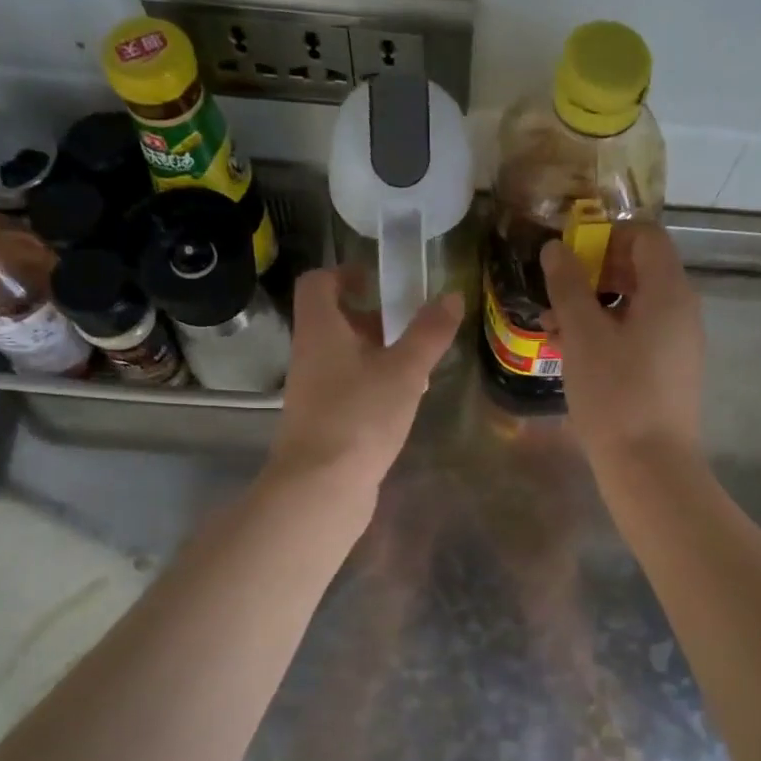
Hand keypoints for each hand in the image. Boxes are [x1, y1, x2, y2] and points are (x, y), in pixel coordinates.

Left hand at [267, 267, 462, 500]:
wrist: (321, 487)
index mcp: (320, 330)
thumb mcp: (405, 370)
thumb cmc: (360, 416)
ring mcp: (312, 392)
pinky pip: (347, 389)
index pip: (318, 283)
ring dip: (376, 354)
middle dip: (371, 318)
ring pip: (343, 358)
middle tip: (409, 324)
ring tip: (416, 366)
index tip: (378, 279)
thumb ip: (429, 333)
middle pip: (333, 321)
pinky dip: (372, 385)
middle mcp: (309, 355)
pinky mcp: (322, 423)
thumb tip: (451, 295)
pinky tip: (402, 403)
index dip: (345, 273)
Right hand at [540, 224, 703, 472]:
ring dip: (593, 308)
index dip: (606, 236)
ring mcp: (678, 344)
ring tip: (552, 330)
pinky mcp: (669, 373)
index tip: (569, 257)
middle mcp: (682, 311)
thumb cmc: (615, 394)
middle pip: (639, 270)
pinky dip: (606, 335)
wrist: (650, 467)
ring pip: (634, 307)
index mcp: (668, 292)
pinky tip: (572, 356)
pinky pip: (638, 336)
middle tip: (555, 295)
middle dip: (592, 275)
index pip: (645, 236)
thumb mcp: (583, 336)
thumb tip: (555, 248)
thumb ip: (568, 286)